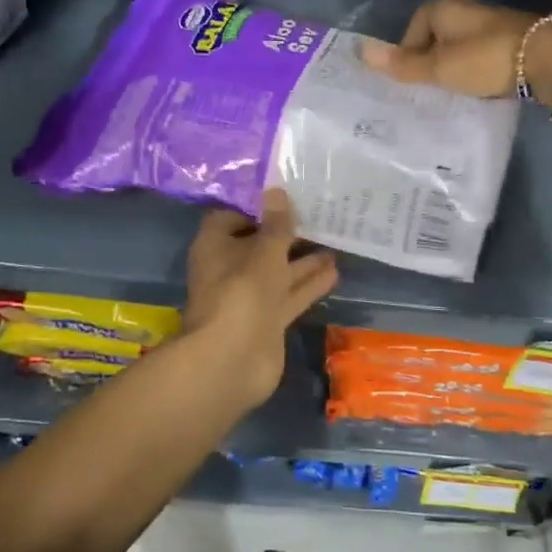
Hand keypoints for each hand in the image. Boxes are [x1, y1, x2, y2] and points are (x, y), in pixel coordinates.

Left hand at [182, 190, 338, 408]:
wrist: (231, 362)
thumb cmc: (242, 294)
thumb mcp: (264, 252)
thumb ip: (276, 225)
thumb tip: (276, 189)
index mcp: (215, 246)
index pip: (231, 217)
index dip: (256, 208)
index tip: (285, 196)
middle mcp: (230, 269)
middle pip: (259, 244)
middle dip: (286, 233)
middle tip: (319, 214)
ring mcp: (249, 297)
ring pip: (278, 271)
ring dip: (303, 259)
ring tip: (335, 240)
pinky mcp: (267, 320)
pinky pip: (290, 295)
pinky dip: (309, 284)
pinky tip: (335, 271)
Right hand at [361, 0, 551, 98]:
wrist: (548, 58)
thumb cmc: (484, 59)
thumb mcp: (439, 67)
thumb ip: (403, 64)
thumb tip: (360, 51)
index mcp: (446, 8)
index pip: (415, 25)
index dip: (408, 50)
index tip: (409, 77)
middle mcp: (468, 10)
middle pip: (439, 34)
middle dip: (431, 58)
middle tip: (427, 87)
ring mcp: (494, 23)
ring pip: (462, 45)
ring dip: (455, 64)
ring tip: (451, 91)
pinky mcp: (514, 39)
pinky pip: (483, 53)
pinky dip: (477, 68)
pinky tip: (479, 87)